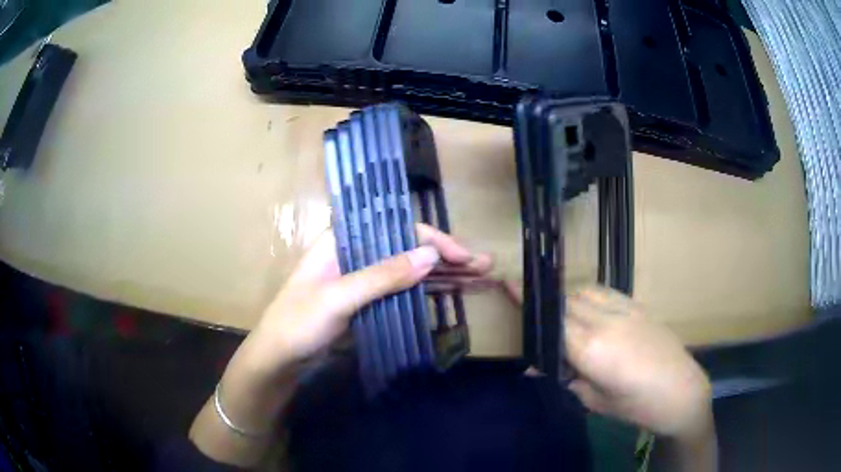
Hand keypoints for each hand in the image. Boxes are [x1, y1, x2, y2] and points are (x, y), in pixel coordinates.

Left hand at [190, 224, 493, 466]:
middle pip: (409, 249)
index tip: (462, 257)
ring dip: (444, 275)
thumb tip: (430, 254)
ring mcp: (364, 279)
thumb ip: (382, 276)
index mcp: (343, 239)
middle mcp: (357, 253)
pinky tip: (453, 294)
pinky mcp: (369, 301)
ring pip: (410, 271)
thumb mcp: (338, 298)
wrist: (278, 359)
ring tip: (480, 279)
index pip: (396, 229)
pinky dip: (428, 293)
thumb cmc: (298, 323)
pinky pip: (404, 292)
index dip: (432, 240)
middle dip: (447, 257)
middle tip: (484, 266)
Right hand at [504, 284, 711, 440]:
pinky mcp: (638, 306)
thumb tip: (534, 369)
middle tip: (538, 320)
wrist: (681, 390)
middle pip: (566, 303)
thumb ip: (566, 379)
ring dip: (569, 300)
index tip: (509, 283)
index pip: (553, 320)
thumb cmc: (636, 405)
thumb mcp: (596, 400)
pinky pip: (606, 292)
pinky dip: (590, 297)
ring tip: (565, 319)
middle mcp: (605, 322)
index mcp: (592, 349)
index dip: (530, 302)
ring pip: (585, 292)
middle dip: (548, 307)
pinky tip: (591, 311)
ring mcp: (624, 310)